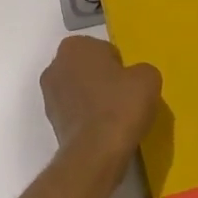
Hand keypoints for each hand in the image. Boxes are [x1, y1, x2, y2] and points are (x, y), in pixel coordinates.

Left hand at [40, 36, 160, 163]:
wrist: (96, 152)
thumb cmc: (121, 105)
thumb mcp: (148, 77)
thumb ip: (140, 70)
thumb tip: (134, 79)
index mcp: (75, 45)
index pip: (104, 50)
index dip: (119, 66)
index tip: (129, 83)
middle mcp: (55, 65)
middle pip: (87, 69)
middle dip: (103, 80)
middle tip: (124, 98)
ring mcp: (49, 95)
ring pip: (79, 91)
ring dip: (93, 99)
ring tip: (114, 118)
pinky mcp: (50, 122)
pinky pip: (75, 112)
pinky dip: (87, 119)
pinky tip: (103, 131)